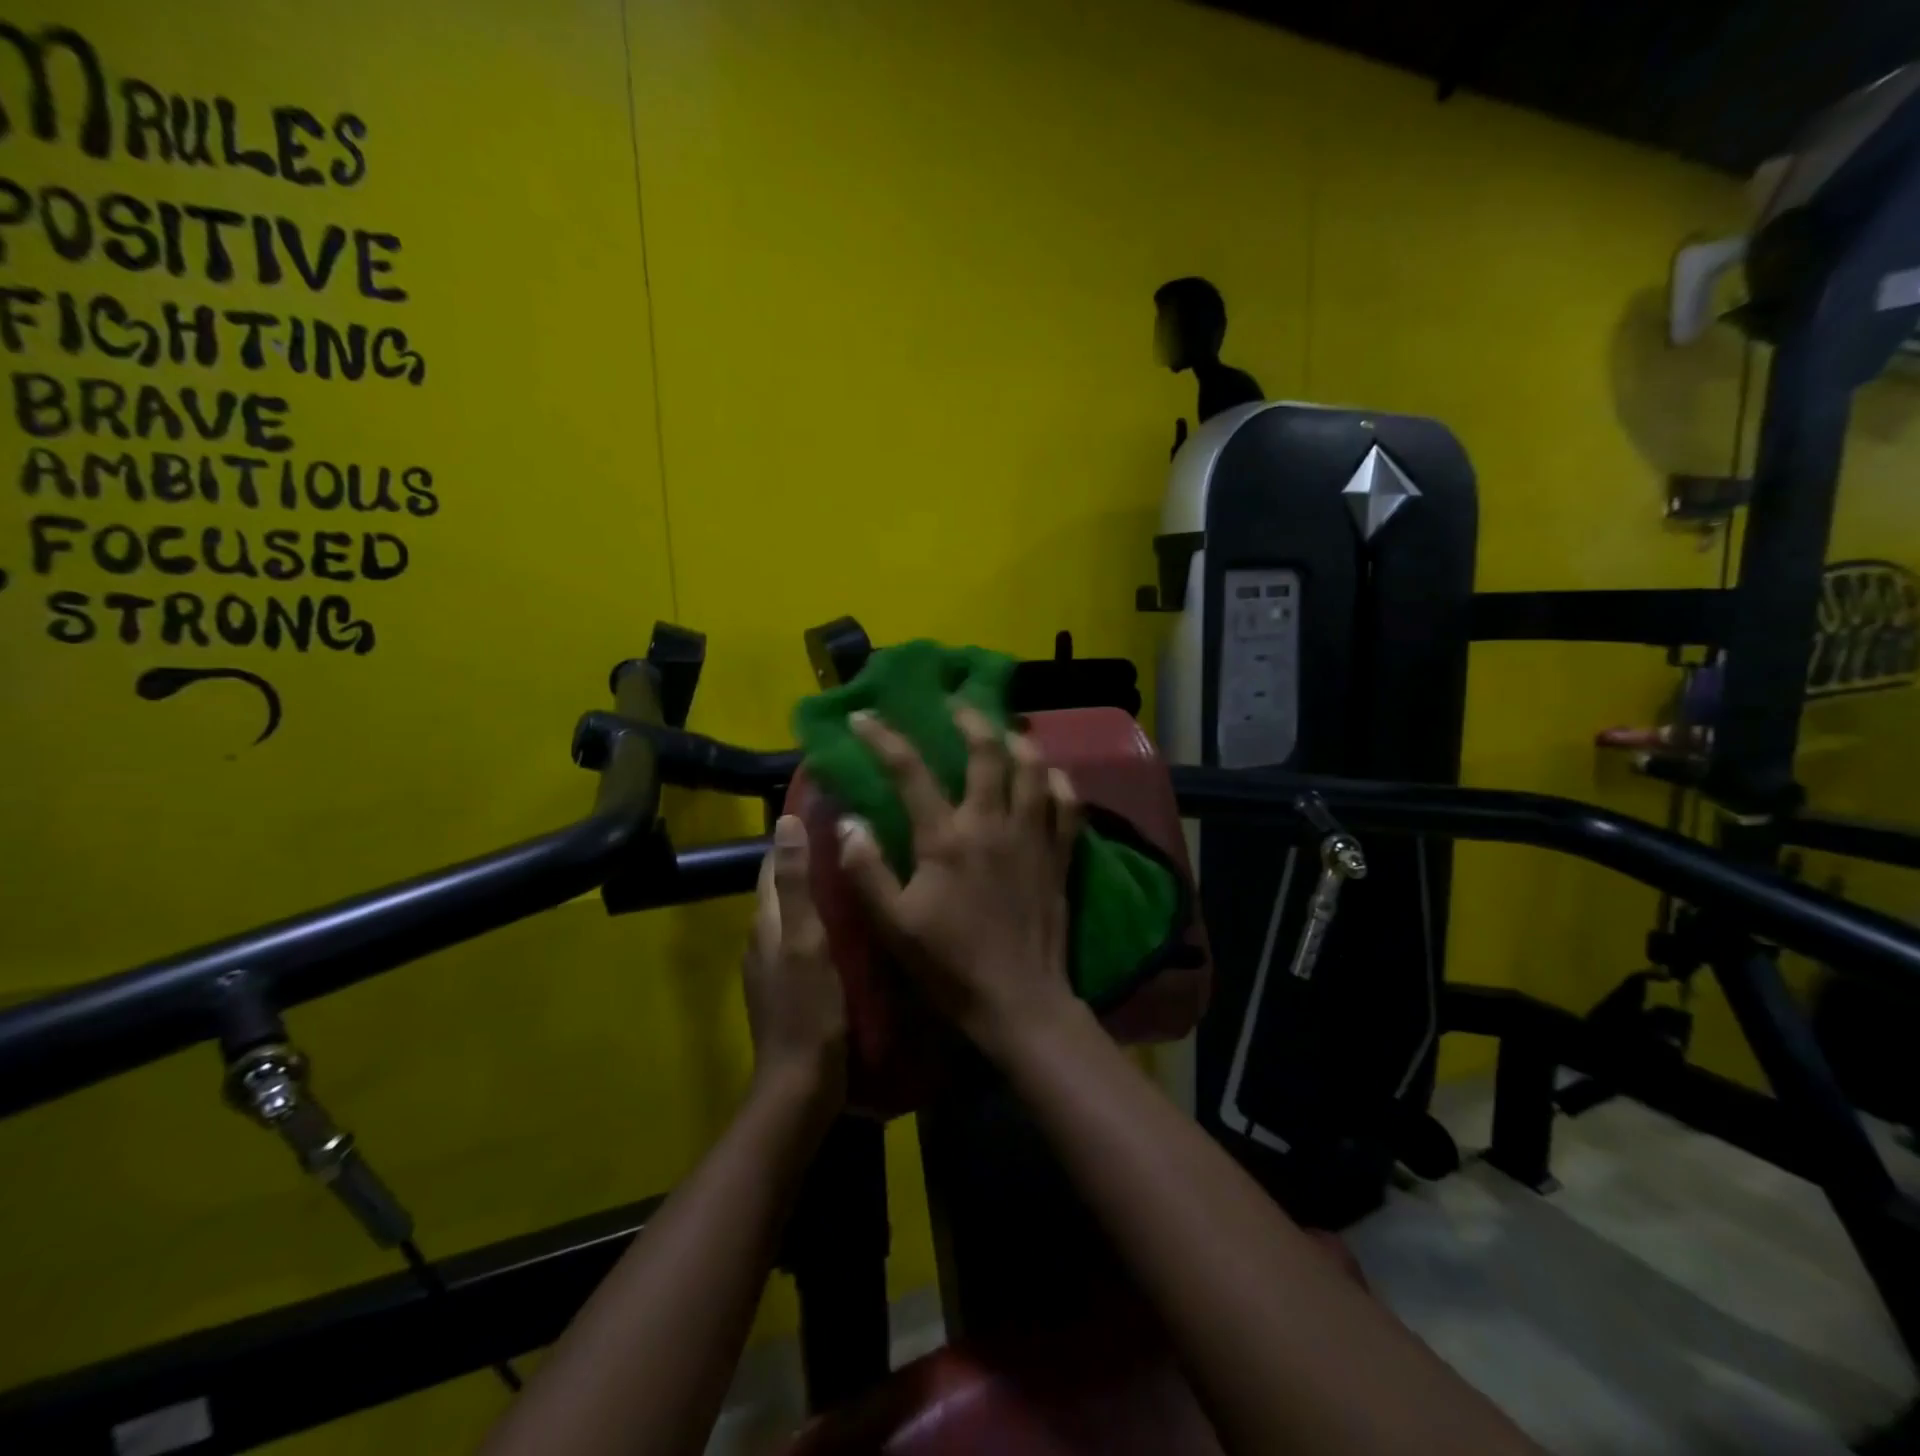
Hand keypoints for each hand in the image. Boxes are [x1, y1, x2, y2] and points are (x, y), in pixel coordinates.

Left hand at [743, 815, 846, 1110]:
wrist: (802, 1084)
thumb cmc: (808, 1008)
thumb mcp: (806, 940)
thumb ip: (796, 883)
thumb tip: (784, 822)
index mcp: (765, 921)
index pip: (773, 864)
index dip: (795, 835)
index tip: (829, 812)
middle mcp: (764, 938)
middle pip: (785, 887)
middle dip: (811, 861)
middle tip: (856, 840)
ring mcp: (776, 966)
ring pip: (797, 914)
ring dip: (821, 893)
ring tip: (861, 874)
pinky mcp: (792, 987)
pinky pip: (808, 940)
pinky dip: (826, 923)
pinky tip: (856, 925)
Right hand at [837, 706, 1082, 1058]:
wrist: (1019, 1002)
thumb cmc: (950, 966)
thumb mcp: (894, 924)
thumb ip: (867, 870)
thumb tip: (849, 820)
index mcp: (947, 838)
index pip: (910, 772)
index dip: (883, 738)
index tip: (864, 717)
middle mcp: (993, 824)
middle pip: (986, 752)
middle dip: (969, 718)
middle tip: (955, 703)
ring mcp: (1033, 836)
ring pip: (1033, 768)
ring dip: (1017, 739)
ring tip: (1003, 729)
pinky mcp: (1059, 855)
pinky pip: (1068, 804)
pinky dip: (1058, 782)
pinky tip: (1049, 775)